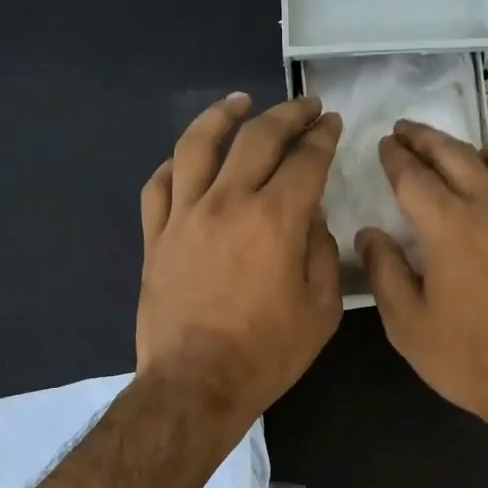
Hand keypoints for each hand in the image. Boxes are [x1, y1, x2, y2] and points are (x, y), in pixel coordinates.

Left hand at [137, 92, 342, 429]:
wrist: (195, 386)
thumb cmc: (266, 355)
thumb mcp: (321, 310)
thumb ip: (322, 253)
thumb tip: (311, 216)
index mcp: (275, 220)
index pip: (305, 160)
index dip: (323, 137)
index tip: (332, 123)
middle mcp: (228, 203)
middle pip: (256, 138)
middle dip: (287, 115)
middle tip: (304, 105)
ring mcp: (184, 216)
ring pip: (198, 145)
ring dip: (222, 116)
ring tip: (240, 102)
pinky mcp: (156, 237)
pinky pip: (159, 185)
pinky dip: (176, 164)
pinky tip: (187, 159)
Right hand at [358, 123, 487, 441]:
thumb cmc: (469, 360)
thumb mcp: (407, 325)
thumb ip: (385, 272)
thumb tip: (370, 234)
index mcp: (449, 226)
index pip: (414, 176)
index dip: (395, 156)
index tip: (385, 143)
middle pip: (459, 155)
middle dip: (428, 138)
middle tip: (408, 132)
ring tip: (481, 161)